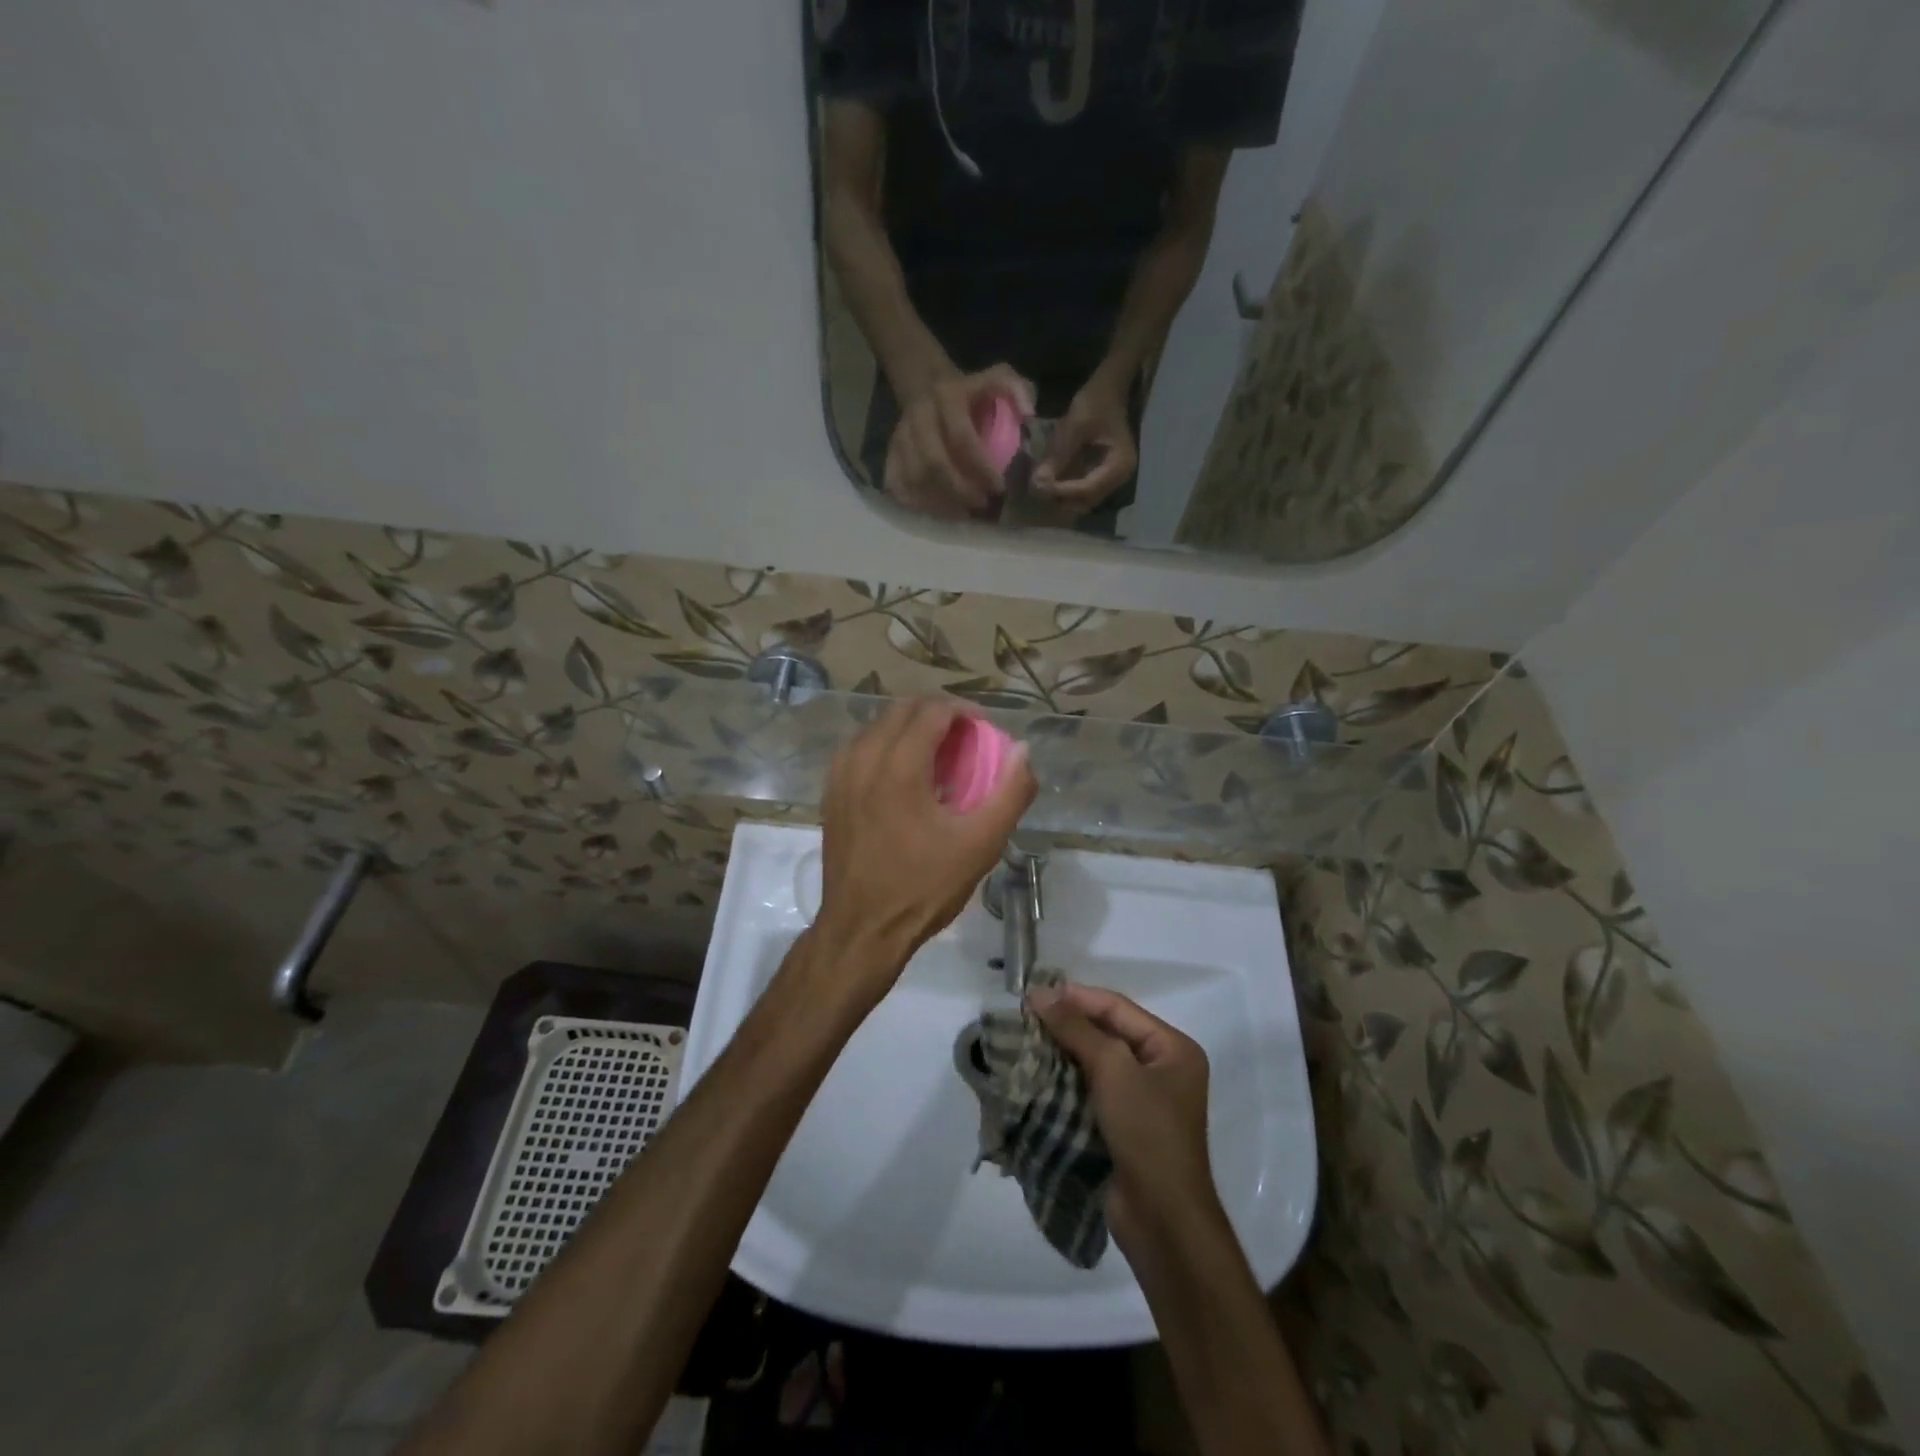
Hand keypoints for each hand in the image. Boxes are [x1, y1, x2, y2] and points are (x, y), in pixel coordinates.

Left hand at [815, 699, 1036, 1000]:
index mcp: (899, 767)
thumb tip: (1023, 752)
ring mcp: (840, 776)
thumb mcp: (981, 844)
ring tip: (934, 756)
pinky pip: (858, 750)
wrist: (862, 930)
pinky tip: (900, 777)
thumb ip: (1010, 793)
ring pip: (876, 727)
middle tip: (963, 740)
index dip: (963, 711)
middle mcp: (863, 760)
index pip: (932, 710)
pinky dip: (884, 747)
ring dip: (908, 729)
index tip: (983, 730)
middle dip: (936, 715)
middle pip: (901, 710)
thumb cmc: (923, 887)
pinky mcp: (830, 794)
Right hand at [884, 365, 1034, 519]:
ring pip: (915, 477)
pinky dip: (916, 502)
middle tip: (981, 504)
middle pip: (934, 463)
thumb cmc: (972, 391)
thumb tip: (1028, 415)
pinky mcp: (891, 451)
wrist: (926, 385)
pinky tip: (938, 510)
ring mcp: (901, 435)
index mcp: (948, 396)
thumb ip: (1018, 390)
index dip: (981, 467)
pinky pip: (896, 483)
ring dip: (940, 502)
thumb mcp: (999, 378)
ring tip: (963, 512)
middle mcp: (920, 415)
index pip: (962, 438)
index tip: (999, 487)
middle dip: (960, 490)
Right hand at [1030, 983, 1218, 1251]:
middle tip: (1025, 1016)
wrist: (1161, 1218)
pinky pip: (1091, 1091)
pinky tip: (1037, 1075)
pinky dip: (1066, 1082)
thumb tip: (1040, 993)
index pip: (1118, 1008)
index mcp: (1172, 1048)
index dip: (1076, 997)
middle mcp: (1161, 1069)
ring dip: (1062, 1053)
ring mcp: (1142, 1100)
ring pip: (1095, 1063)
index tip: (1034, 993)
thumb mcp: (1113, 1069)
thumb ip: (1076, 1028)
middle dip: (1067, 1025)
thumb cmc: (1147, 1131)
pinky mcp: (1123, 1127)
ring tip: (1024, 1041)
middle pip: (1107, 1033)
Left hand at [1033, 371, 1137, 513]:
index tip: (1039, 486)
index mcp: (1119, 465)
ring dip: (1063, 497)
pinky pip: (1083, 491)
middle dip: (1062, 499)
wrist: (1109, 389)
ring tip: (1042, 486)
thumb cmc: (1096, 403)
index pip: (1088, 489)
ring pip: (1084, 500)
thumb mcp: (1075, 426)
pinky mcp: (1102, 474)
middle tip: (1038, 489)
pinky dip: (1066, 490)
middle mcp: (1119, 478)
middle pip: (1087, 501)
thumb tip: (1038, 483)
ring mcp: (1112, 478)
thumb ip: (1058, 456)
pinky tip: (1051, 482)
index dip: (1063, 491)